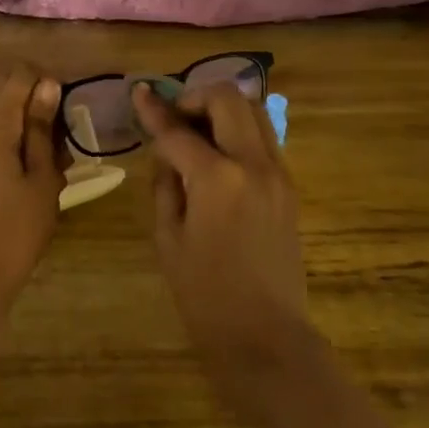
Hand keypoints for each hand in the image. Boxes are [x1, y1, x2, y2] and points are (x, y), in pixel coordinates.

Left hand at [0, 66, 66, 305]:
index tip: (67, 114)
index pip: (19, 75)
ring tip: (55, 165)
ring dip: (32, 128)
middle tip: (64, 143)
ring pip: (4, 117)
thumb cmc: (20, 226)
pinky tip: (37, 176)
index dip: (47, 83)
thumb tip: (48, 83)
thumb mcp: (43, 176)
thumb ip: (43, 128)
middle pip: (9, 93)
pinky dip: (18, 145)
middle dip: (40, 107)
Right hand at [132, 81, 311, 400]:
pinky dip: (239, 131)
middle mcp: (253, 164)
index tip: (139, 92)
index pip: (177, 131)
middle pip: (227, 100)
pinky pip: (264, 139)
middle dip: (195, 98)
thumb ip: (166, 185)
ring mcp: (278, 173)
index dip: (154, 110)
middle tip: (174, 118)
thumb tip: (168, 155)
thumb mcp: (168, 238)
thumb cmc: (205, 295)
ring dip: (222, 110)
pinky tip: (218, 155)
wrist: (265, 335)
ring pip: (253, 112)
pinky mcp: (289, 187)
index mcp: (216, 178)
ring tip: (196, 132)